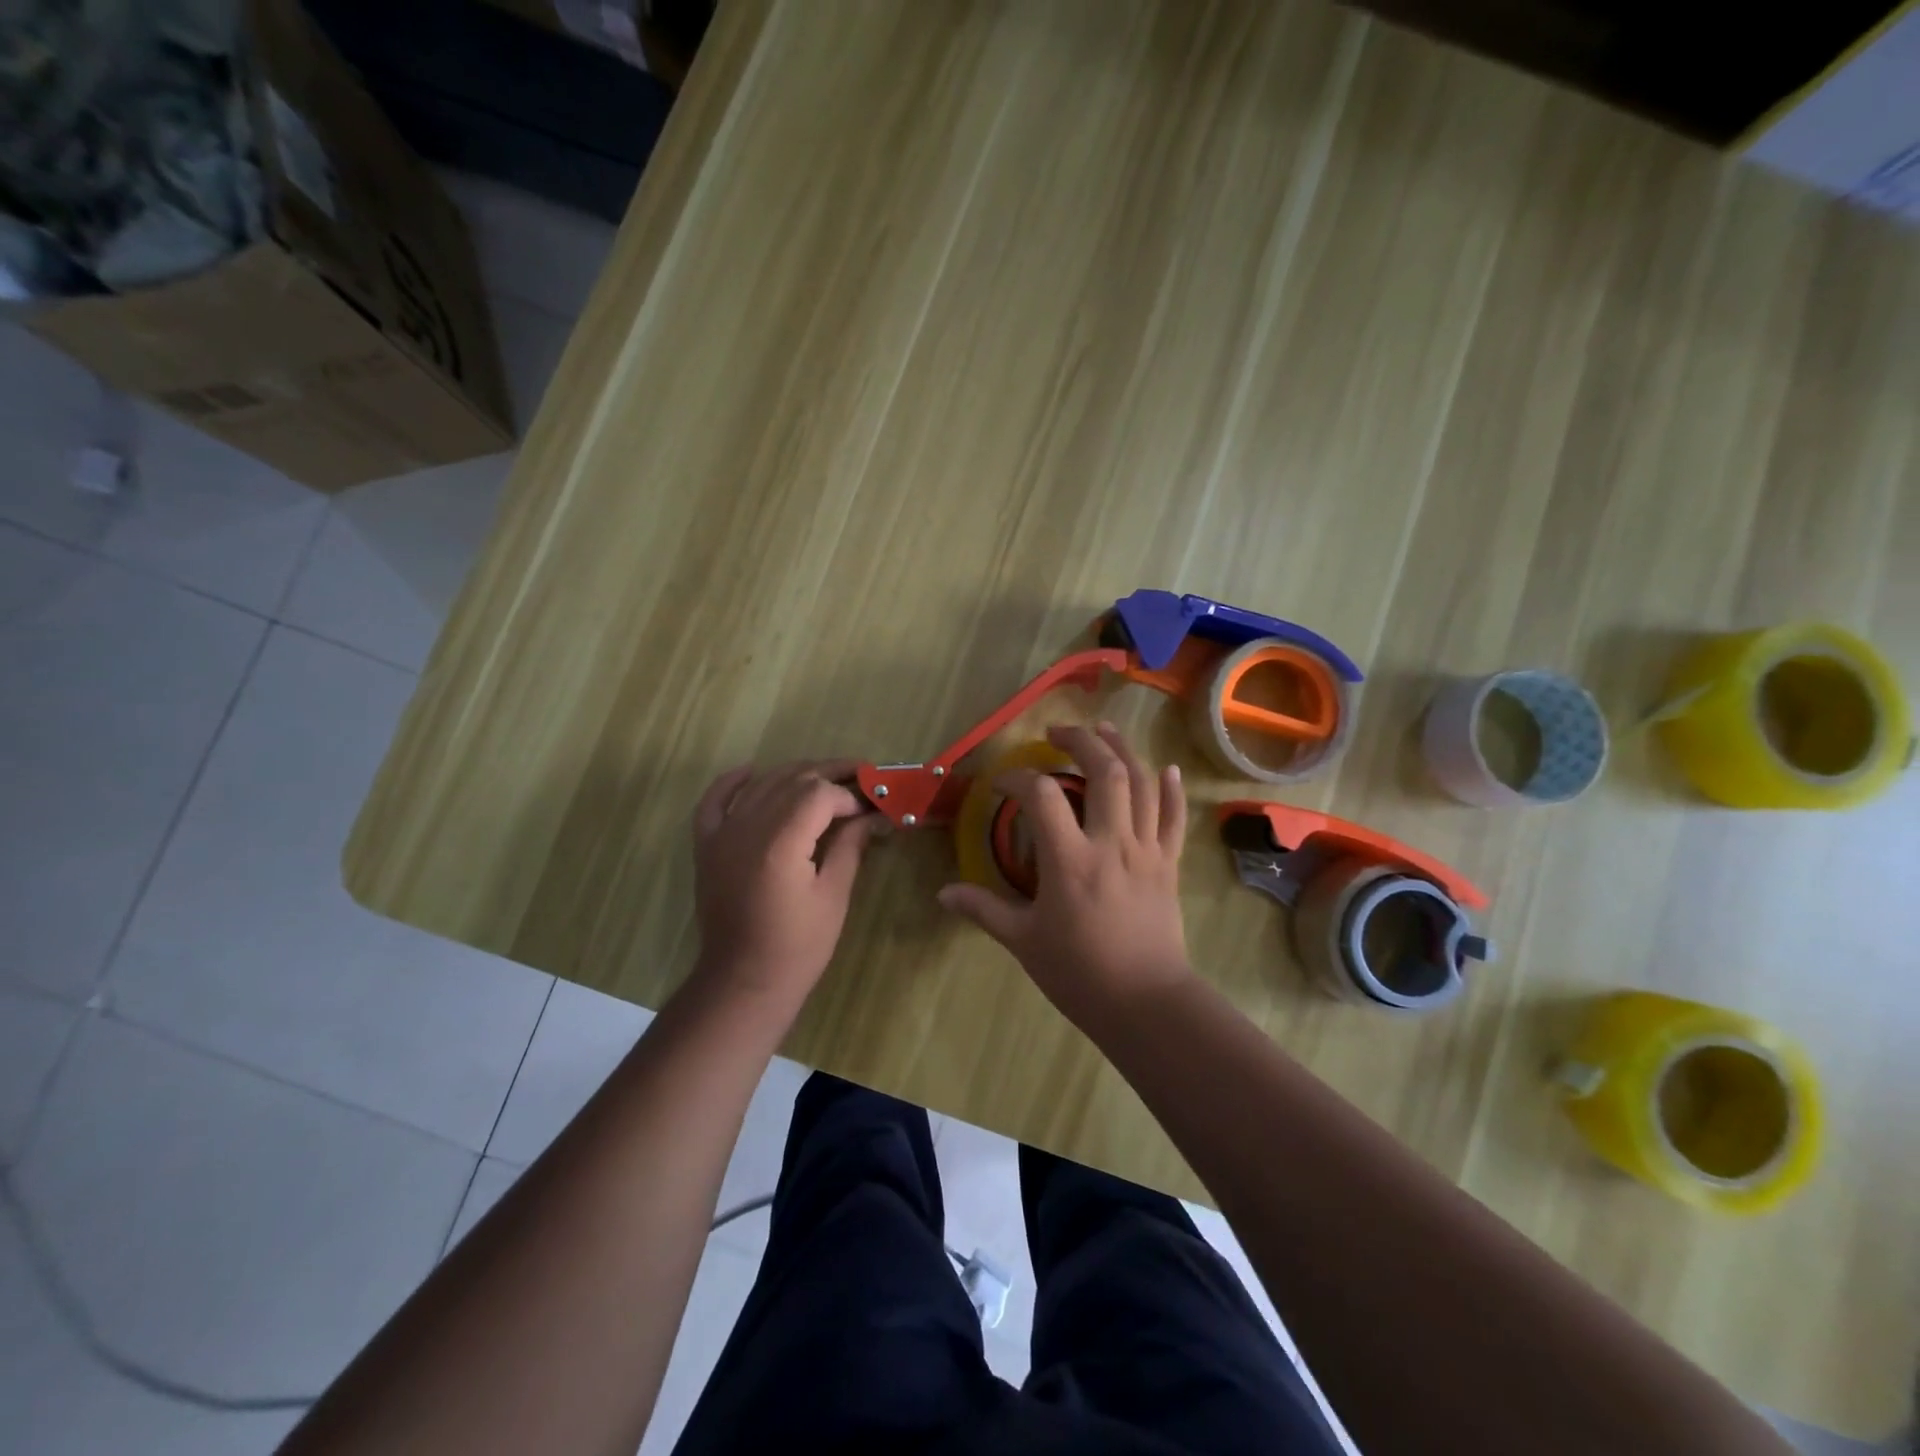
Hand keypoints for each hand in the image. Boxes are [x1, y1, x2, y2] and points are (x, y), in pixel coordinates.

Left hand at [691, 760, 881, 1008]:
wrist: (743, 981)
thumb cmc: (798, 946)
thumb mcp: (833, 896)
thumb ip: (849, 846)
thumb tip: (872, 815)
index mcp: (780, 843)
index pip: (819, 794)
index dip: (849, 794)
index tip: (872, 805)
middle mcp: (747, 829)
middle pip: (792, 780)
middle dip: (829, 774)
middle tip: (861, 777)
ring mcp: (722, 835)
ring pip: (761, 784)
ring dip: (795, 774)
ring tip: (827, 776)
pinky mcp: (708, 846)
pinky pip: (715, 801)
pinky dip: (733, 781)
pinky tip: (753, 770)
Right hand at [938, 723, 1192, 1024]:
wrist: (1145, 1003)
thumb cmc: (1079, 973)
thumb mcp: (1023, 941)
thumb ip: (984, 910)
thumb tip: (943, 893)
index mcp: (1070, 860)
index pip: (1042, 797)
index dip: (1017, 780)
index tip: (1000, 785)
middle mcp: (1111, 843)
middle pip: (1106, 772)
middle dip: (1081, 742)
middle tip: (1058, 732)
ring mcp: (1146, 851)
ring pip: (1143, 785)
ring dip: (1123, 750)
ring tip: (1103, 730)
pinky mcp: (1169, 865)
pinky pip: (1174, 818)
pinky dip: (1172, 790)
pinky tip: (1168, 769)